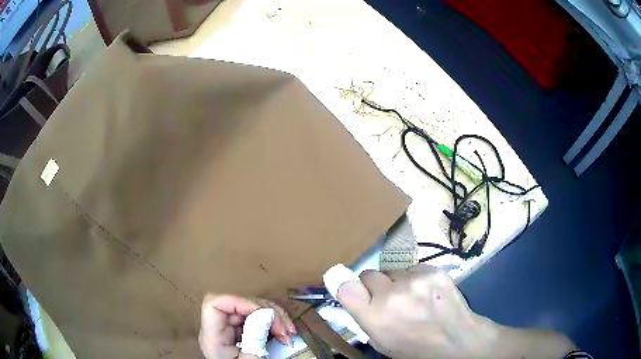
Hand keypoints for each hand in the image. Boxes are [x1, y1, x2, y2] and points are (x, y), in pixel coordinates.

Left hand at [199, 294, 296, 358]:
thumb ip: (254, 341)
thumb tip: (265, 316)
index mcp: (213, 336)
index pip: (215, 304)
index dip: (239, 301)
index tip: (264, 313)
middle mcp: (220, 328)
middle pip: (239, 304)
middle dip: (267, 312)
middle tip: (285, 330)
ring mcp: (231, 329)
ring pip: (251, 309)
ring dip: (275, 317)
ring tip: (289, 333)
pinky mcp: (242, 332)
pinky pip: (258, 319)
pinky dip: (274, 323)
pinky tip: (285, 333)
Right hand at [329, 264, 575, 358]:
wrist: (457, 343)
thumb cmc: (415, 349)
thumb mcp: (381, 342)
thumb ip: (364, 316)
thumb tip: (348, 293)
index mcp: (375, 316)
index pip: (345, 284)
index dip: (347, 285)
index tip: (353, 289)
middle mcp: (392, 294)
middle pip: (369, 274)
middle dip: (375, 286)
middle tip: (390, 300)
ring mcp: (416, 280)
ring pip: (393, 271)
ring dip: (398, 282)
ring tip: (414, 299)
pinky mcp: (435, 270)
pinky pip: (414, 268)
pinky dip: (416, 279)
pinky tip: (428, 294)